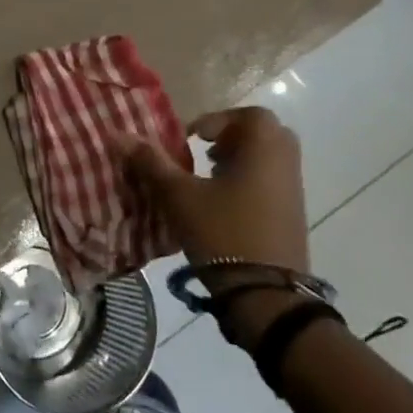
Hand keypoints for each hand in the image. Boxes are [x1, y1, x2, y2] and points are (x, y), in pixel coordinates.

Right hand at [121, 106, 310, 273]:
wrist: (267, 297)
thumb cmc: (224, 233)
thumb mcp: (180, 196)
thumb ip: (151, 163)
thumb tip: (118, 135)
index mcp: (263, 147)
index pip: (247, 115)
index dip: (217, 121)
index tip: (192, 139)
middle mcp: (285, 161)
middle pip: (261, 135)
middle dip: (230, 139)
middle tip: (203, 154)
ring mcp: (294, 191)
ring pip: (267, 160)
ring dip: (238, 162)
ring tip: (207, 180)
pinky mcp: (293, 217)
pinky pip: (272, 183)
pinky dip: (249, 183)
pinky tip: (222, 207)